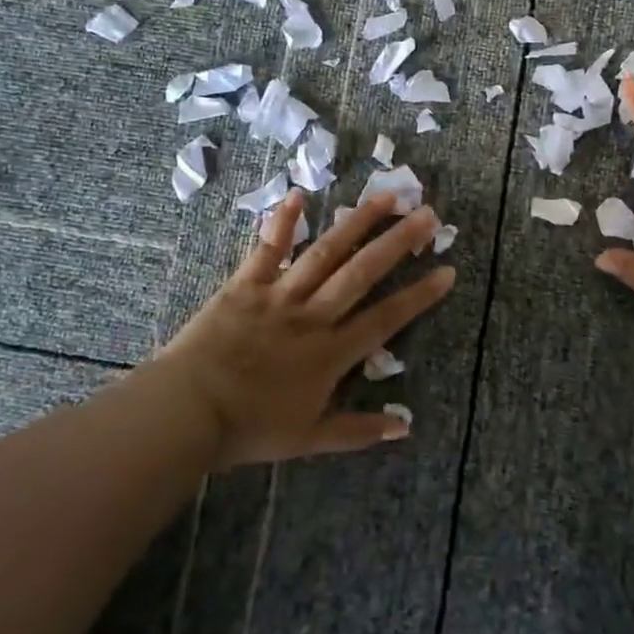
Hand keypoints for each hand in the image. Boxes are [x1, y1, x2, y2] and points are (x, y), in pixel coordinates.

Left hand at [137, 190, 453, 468]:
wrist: (185, 413)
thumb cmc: (247, 428)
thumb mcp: (308, 439)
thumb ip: (357, 431)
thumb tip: (404, 428)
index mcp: (330, 353)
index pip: (386, 319)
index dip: (419, 295)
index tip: (447, 271)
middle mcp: (313, 317)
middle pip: (362, 273)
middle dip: (398, 242)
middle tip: (427, 214)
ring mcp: (279, 296)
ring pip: (325, 253)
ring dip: (357, 223)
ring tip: (385, 196)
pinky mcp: (245, 285)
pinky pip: (267, 250)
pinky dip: (282, 222)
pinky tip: (297, 194)